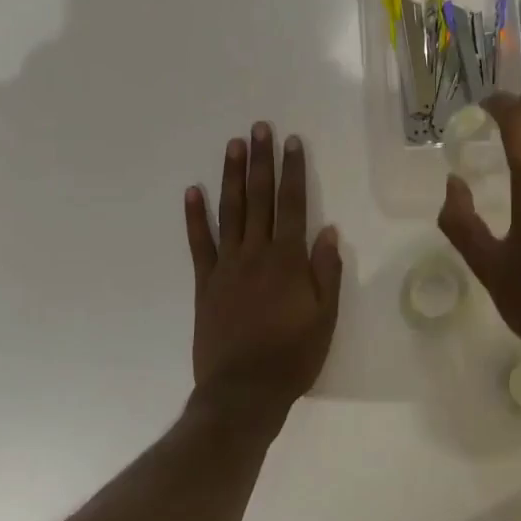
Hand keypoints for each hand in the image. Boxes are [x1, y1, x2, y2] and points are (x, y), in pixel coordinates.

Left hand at [184, 122, 343, 424]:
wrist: (243, 391)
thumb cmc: (293, 356)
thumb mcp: (325, 317)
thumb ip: (326, 271)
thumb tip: (328, 230)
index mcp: (288, 260)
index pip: (293, 204)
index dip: (293, 171)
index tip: (291, 142)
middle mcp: (256, 253)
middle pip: (259, 198)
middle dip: (260, 161)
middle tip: (259, 128)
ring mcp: (227, 266)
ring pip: (230, 211)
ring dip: (231, 176)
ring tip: (233, 145)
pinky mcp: (205, 283)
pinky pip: (199, 243)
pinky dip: (195, 216)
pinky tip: (193, 191)